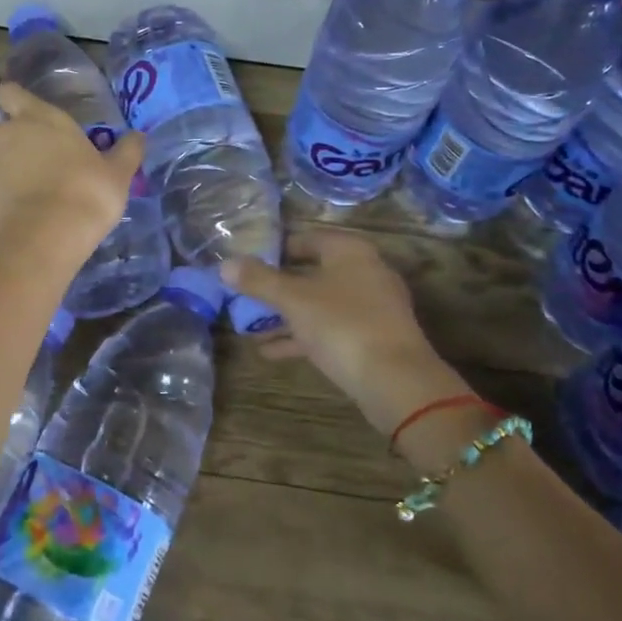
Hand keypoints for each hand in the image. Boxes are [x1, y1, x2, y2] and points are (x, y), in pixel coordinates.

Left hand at [0, 83, 143, 251]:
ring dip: (5, 172)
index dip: (16, 101)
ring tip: (29, 197)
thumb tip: (138, 135)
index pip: (10, 93)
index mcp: (37, 118)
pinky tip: (16, 219)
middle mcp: (4, 133)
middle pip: (2, 129)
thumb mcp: (118, 173)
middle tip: (41, 165)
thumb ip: (127, 150)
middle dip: (15, 142)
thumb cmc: (86, 193)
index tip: (27, 116)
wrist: (45, 238)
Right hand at [222, 229, 471, 438]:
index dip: (274, 250)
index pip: (306, 239)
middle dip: (277, 288)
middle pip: (312, 273)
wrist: (397, 381)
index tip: (246, 264)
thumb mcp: (293, 300)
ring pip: (319, 304)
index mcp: (349, 250)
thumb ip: (258, 280)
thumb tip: (224, 264)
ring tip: (249, 328)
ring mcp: (372, 306)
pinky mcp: (372, 337)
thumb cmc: (342, 325)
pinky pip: (330, 328)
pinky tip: (270, 351)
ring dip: (286, 315)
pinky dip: (302, 335)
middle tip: (244, 297)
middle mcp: (365, 271)